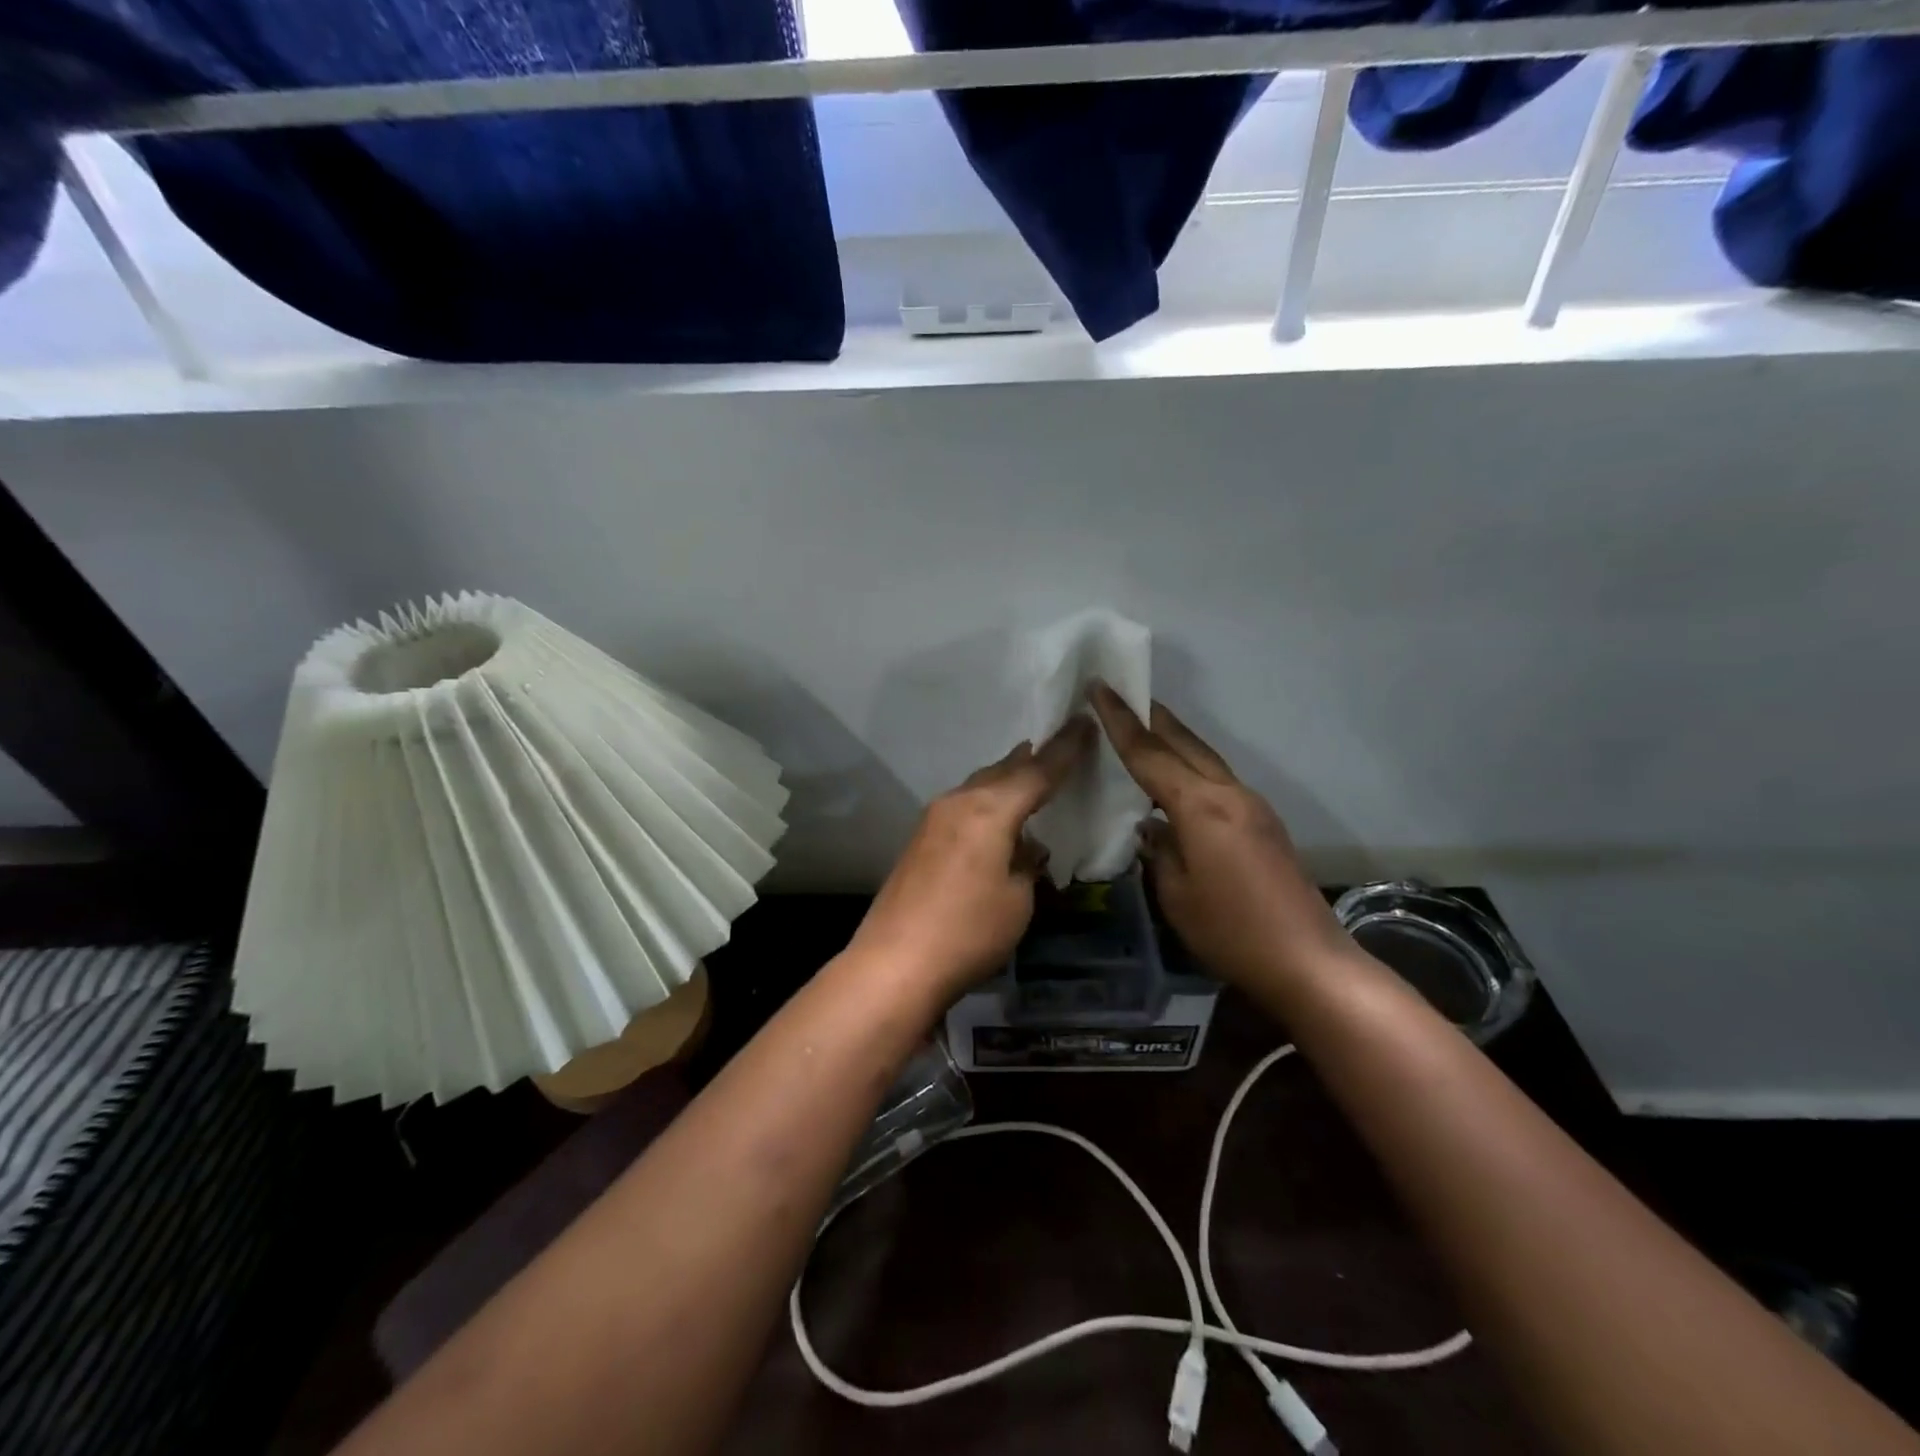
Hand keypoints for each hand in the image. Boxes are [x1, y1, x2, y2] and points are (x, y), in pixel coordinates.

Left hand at [849, 718, 1094, 1004]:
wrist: (895, 963)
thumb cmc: (968, 932)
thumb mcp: (1017, 900)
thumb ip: (1026, 864)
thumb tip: (1026, 849)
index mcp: (989, 810)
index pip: (1037, 771)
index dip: (1065, 749)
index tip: (1085, 723)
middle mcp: (959, 802)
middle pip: (1003, 770)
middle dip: (1033, 759)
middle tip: (1061, 745)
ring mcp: (934, 819)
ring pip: (979, 786)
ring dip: (1006, 779)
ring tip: (1031, 774)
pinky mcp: (920, 840)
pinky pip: (964, 806)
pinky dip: (987, 801)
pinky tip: (997, 816)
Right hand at [1089, 684, 1348, 991]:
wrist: (1308, 961)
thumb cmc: (1231, 931)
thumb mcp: (1176, 895)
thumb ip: (1158, 851)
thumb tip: (1151, 827)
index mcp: (1201, 807)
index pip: (1150, 754)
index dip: (1120, 721)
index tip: (1100, 688)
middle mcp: (1229, 794)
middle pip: (1184, 744)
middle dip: (1151, 717)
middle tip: (1121, 694)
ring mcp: (1252, 806)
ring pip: (1205, 758)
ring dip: (1173, 740)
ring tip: (1144, 728)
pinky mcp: (1263, 822)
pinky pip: (1217, 780)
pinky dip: (1191, 767)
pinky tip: (1176, 781)